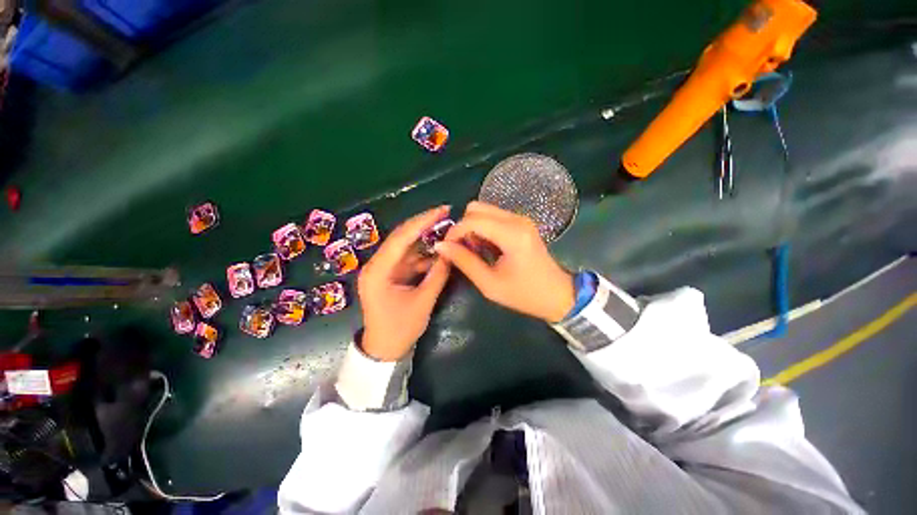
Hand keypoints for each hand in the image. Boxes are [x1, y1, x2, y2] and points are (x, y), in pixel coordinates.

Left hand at [358, 206, 451, 360]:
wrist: (383, 349)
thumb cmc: (400, 329)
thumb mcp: (423, 302)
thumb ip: (438, 275)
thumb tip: (451, 252)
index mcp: (378, 271)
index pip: (401, 238)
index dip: (422, 222)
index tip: (441, 210)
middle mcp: (377, 265)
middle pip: (401, 237)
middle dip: (423, 224)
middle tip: (445, 213)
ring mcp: (383, 269)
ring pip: (405, 246)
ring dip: (425, 238)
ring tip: (445, 229)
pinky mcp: (390, 274)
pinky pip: (408, 258)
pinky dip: (423, 253)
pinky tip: (438, 250)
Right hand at [435, 201, 574, 322]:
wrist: (557, 295)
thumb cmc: (524, 294)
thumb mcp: (489, 284)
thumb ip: (464, 261)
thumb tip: (441, 246)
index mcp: (512, 235)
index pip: (472, 220)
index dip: (454, 232)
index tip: (446, 248)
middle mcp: (517, 219)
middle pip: (476, 207)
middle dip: (463, 226)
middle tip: (461, 249)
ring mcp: (521, 219)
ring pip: (484, 210)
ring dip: (472, 227)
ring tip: (474, 251)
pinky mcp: (521, 223)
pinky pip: (494, 217)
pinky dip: (483, 228)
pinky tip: (486, 247)